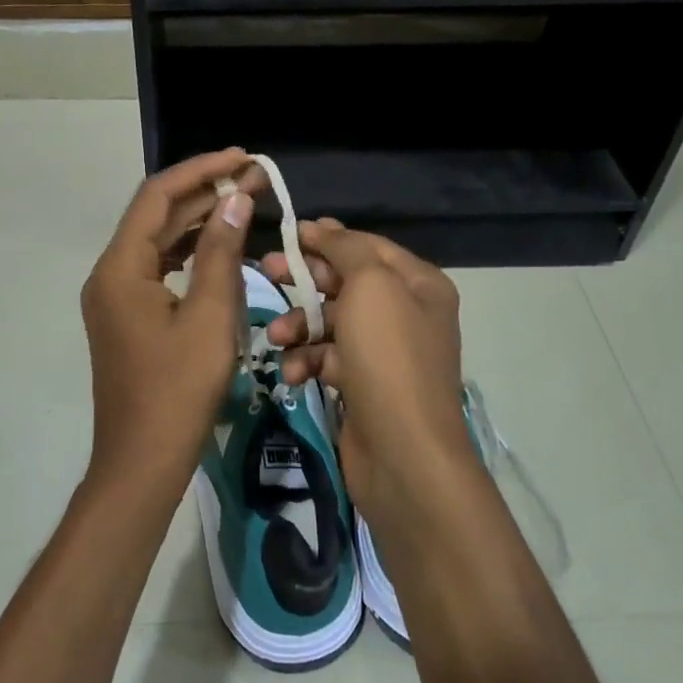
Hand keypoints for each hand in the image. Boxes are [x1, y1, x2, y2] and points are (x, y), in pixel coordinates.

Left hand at [80, 149, 259, 503]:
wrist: (142, 463)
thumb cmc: (178, 392)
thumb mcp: (210, 318)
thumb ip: (221, 253)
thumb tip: (234, 199)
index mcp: (120, 268)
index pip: (157, 197)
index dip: (200, 171)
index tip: (242, 158)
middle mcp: (110, 273)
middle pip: (156, 216)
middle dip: (203, 193)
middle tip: (253, 178)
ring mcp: (115, 296)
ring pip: (158, 241)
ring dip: (198, 220)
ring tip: (244, 202)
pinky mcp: (127, 315)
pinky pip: (158, 268)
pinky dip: (189, 252)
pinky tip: (221, 245)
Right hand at [260, 219, 475, 520]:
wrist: (403, 454)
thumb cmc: (388, 356)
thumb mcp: (371, 286)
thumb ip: (346, 249)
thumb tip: (322, 228)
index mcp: (418, 284)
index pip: (368, 246)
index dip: (328, 237)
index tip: (288, 234)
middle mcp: (405, 313)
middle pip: (346, 281)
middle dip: (305, 278)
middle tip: (265, 269)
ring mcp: (384, 352)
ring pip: (331, 322)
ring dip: (299, 325)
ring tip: (276, 337)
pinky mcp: (362, 384)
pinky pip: (328, 358)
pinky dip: (307, 361)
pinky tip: (291, 373)